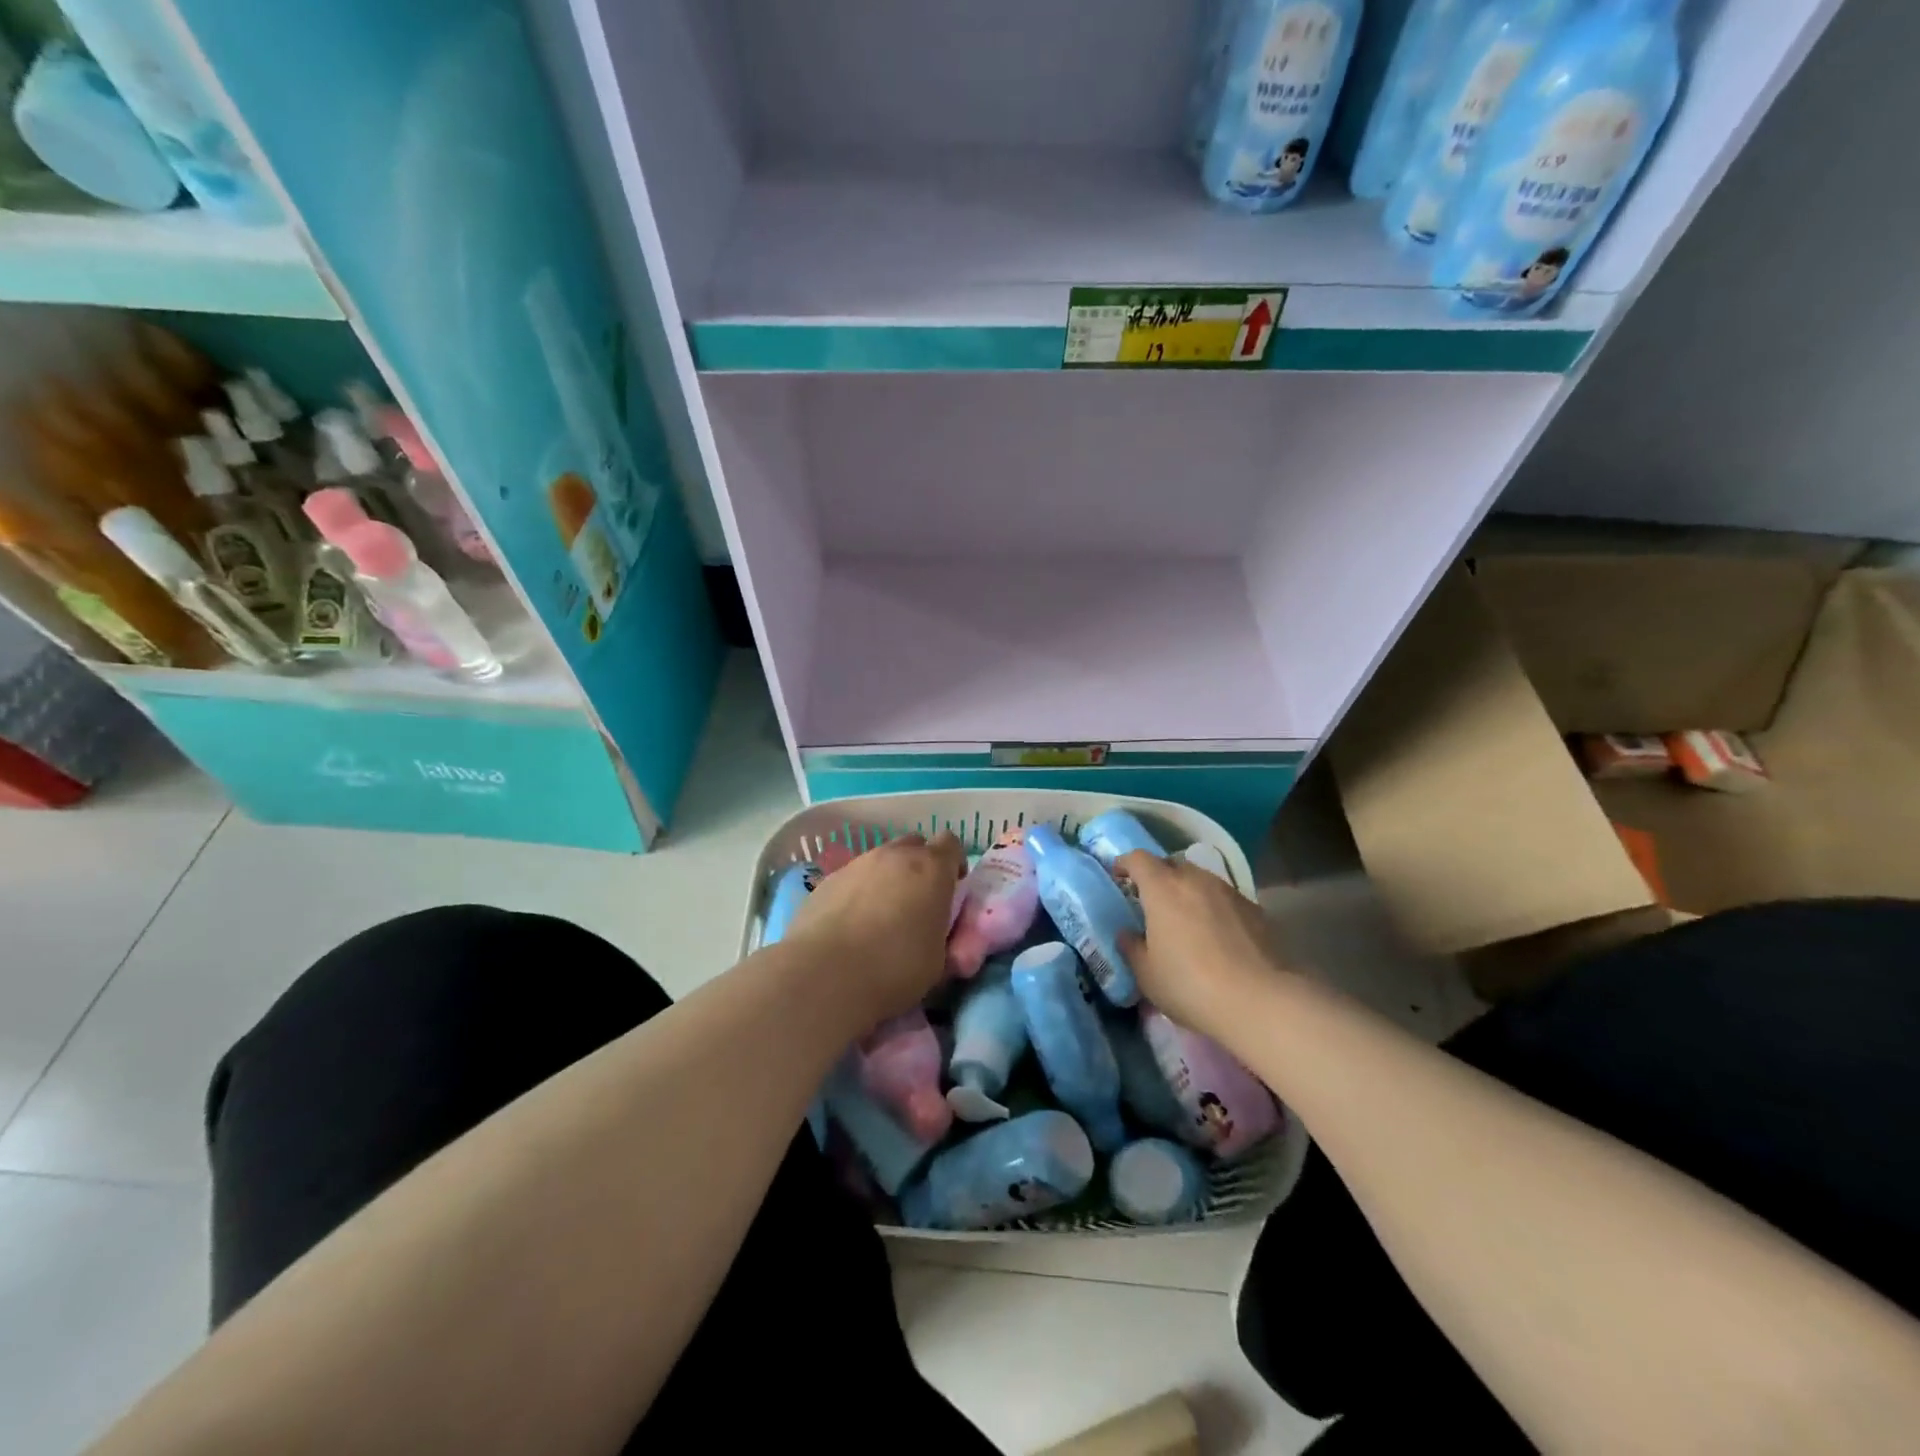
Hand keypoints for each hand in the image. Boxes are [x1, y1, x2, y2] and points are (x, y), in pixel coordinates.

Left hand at [784, 831, 965, 1029]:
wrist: (825, 975)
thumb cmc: (895, 968)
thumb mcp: (939, 962)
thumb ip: (945, 938)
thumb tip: (942, 939)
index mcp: (931, 869)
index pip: (951, 844)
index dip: (953, 864)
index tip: (951, 889)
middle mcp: (894, 855)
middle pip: (914, 845)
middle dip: (920, 866)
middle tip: (918, 900)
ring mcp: (857, 864)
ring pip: (880, 859)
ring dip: (887, 878)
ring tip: (881, 915)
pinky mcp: (827, 880)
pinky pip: (852, 877)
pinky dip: (858, 892)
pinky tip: (851, 924)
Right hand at [1116, 850, 1287, 1034]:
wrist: (1259, 1001)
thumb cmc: (1190, 984)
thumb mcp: (1147, 974)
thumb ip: (1132, 948)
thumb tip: (1127, 934)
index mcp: (1163, 889)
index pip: (1138, 859)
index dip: (1125, 864)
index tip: (1118, 876)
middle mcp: (1196, 880)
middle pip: (1172, 865)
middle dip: (1159, 877)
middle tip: (1152, 902)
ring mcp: (1229, 892)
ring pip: (1201, 880)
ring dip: (1189, 892)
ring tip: (1186, 920)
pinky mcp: (1256, 910)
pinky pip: (1225, 899)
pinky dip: (1214, 909)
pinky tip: (1217, 937)